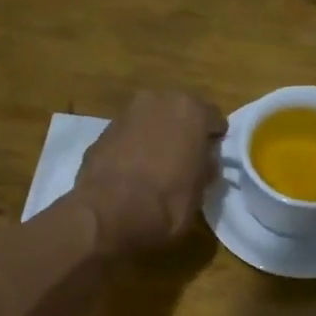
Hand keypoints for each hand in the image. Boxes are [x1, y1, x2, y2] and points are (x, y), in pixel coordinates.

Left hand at [73, 90, 226, 254]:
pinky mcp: (101, 132)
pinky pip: (127, 137)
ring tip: (155, 168)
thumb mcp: (201, 191)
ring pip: (150, 122)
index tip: (209, 160)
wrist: (110, 214)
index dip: (213, 141)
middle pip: (179, 114)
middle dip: (182, 133)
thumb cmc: (168, 202)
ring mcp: (126, 113)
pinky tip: (131, 173)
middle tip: (183, 161)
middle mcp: (158, 101)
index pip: (214, 120)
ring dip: (155, 138)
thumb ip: (205, 167)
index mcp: (191, 110)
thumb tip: (203, 162)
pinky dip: (132, 148)